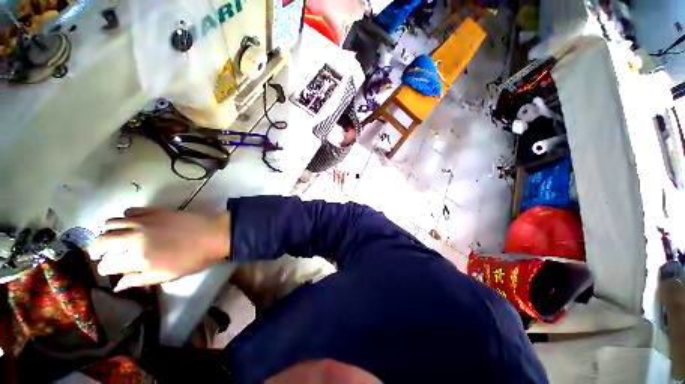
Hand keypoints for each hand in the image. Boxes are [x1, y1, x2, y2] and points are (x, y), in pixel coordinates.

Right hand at [89, 207, 230, 291]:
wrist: (214, 234)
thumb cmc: (194, 258)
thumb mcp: (166, 275)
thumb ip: (139, 279)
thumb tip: (118, 285)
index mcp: (138, 258)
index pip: (107, 264)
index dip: (105, 268)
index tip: (108, 269)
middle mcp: (135, 237)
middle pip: (102, 241)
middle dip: (96, 249)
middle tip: (99, 253)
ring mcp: (144, 221)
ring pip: (111, 222)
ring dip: (107, 231)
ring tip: (112, 237)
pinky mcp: (154, 210)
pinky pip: (130, 211)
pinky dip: (124, 217)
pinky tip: (130, 223)